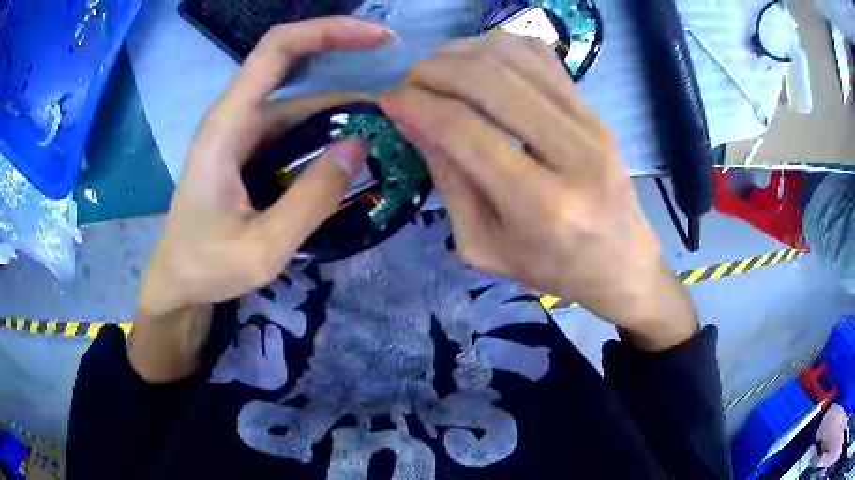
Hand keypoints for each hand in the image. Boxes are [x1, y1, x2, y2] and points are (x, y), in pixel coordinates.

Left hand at [130, 18, 392, 381]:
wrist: (178, 281)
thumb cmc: (207, 266)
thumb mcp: (263, 248)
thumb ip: (311, 199)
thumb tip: (361, 146)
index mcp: (227, 125)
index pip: (277, 49)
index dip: (329, 32)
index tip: (380, 40)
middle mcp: (235, 117)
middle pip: (294, 66)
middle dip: (349, 65)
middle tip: (400, 92)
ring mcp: (243, 133)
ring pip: (300, 102)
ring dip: (343, 108)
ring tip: (389, 128)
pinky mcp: (250, 151)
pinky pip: (295, 129)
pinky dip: (328, 131)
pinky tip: (356, 150)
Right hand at [379, 34, 697, 350]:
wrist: (622, 263)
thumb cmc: (553, 269)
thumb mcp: (485, 245)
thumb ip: (448, 181)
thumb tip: (412, 121)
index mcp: (541, 204)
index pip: (463, 129)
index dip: (415, 105)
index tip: (388, 100)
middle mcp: (571, 152)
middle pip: (488, 79)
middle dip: (434, 71)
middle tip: (410, 84)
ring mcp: (589, 122)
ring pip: (513, 56)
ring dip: (462, 53)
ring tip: (440, 72)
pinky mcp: (594, 109)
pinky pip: (541, 56)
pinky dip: (499, 48)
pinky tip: (479, 64)